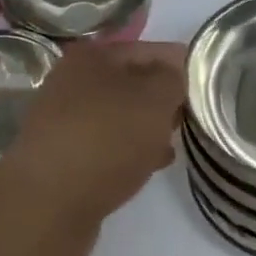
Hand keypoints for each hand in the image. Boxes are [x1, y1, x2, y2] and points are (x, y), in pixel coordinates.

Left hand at [0, 41, 185, 251]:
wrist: (46, 206)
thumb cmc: (106, 137)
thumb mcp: (155, 98)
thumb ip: (174, 79)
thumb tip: (175, 75)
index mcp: (92, 55)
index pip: (150, 49)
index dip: (182, 64)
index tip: (210, 83)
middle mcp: (72, 81)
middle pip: (132, 82)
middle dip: (164, 97)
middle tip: (195, 114)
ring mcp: (63, 122)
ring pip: (120, 116)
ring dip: (147, 126)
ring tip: (178, 140)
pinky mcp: (63, 158)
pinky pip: (107, 145)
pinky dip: (130, 150)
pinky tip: (151, 164)